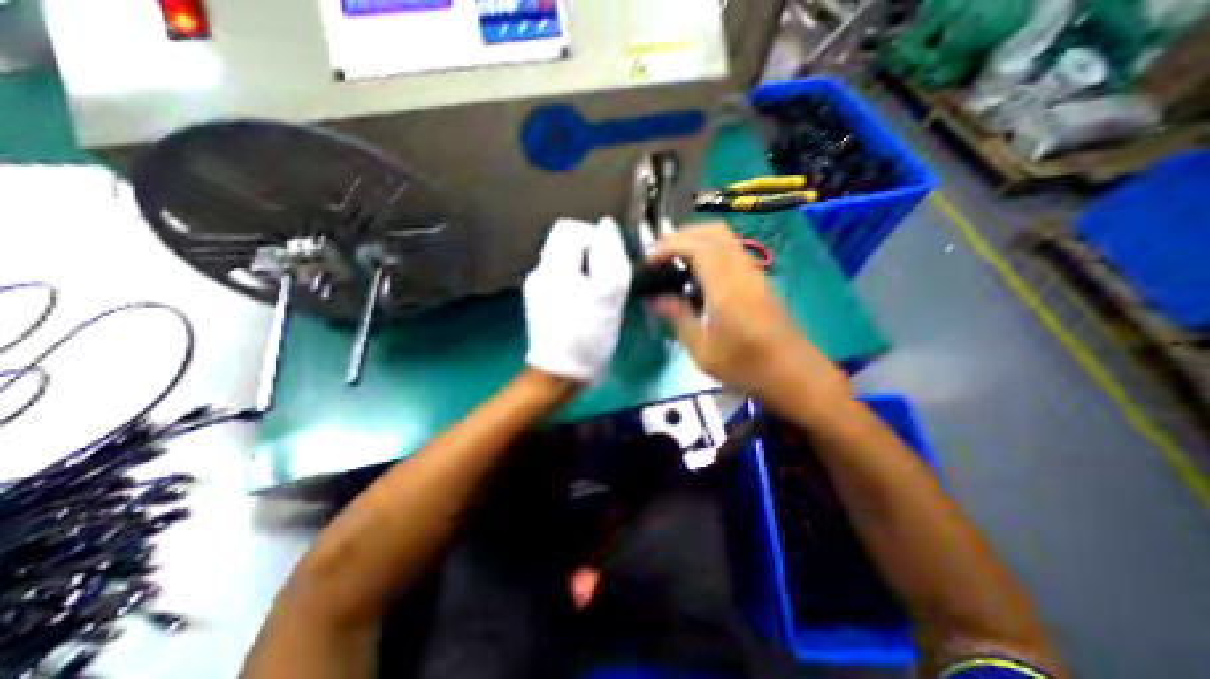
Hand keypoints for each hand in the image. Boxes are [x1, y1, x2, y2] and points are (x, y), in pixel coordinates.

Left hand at [523, 219, 632, 384]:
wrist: (562, 371)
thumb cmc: (590, 332)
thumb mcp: (610, 292)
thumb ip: (610, 254)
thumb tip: (606, 226)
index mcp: (554, 265)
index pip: (569, 228)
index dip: (592, 237)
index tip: (607, 261)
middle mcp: (539, 270)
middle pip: (565, 244)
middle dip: (589, 256)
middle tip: (605, 282)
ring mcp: (535, 286)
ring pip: (564, 262)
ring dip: (584, 272)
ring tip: (596, 297)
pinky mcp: (538, 300)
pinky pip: (559, 279)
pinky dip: (575, 284)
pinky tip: (583, 305)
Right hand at [648, 223, 842, 414]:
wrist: (795, 375)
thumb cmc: (746, 367)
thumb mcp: (702, 351)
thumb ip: (678, 318)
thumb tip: (655, 299)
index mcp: (726, 288)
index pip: (697, 246)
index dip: (669, 246)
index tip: (649, 262)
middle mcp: (742, 272)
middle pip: (713, 231)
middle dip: (682, 236)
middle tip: (659, 257)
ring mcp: (754, 273)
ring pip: (724, 238)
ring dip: (696, 241)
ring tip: (674, 264)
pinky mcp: (759, 281)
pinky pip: (731, 252)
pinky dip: (709, 251)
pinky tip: (697, 277)